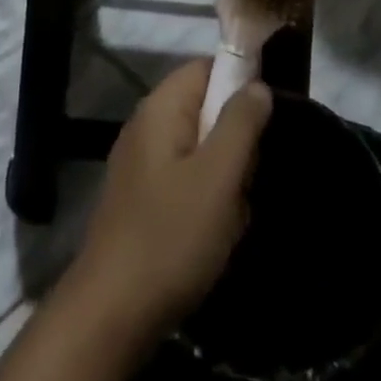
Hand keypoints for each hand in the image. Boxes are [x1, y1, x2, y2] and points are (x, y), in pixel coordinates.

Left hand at [65, 61, 271, 344]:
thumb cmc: (170, 236)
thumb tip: (258, 85)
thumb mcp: (217, 177)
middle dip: (235, 142)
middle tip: (248, 179)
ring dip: (225, 179)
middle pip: (206, 109)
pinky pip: (188, 181)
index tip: (268, 119)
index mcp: (160, 107)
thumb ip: (241, 124)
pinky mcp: (143, 198)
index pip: (206, 68)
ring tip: (233, 215)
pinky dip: (207, 202)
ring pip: (201, 150)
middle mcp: (147, 125)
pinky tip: (215, 236)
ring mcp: (142, 163)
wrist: (112, 312)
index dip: (240, 83)